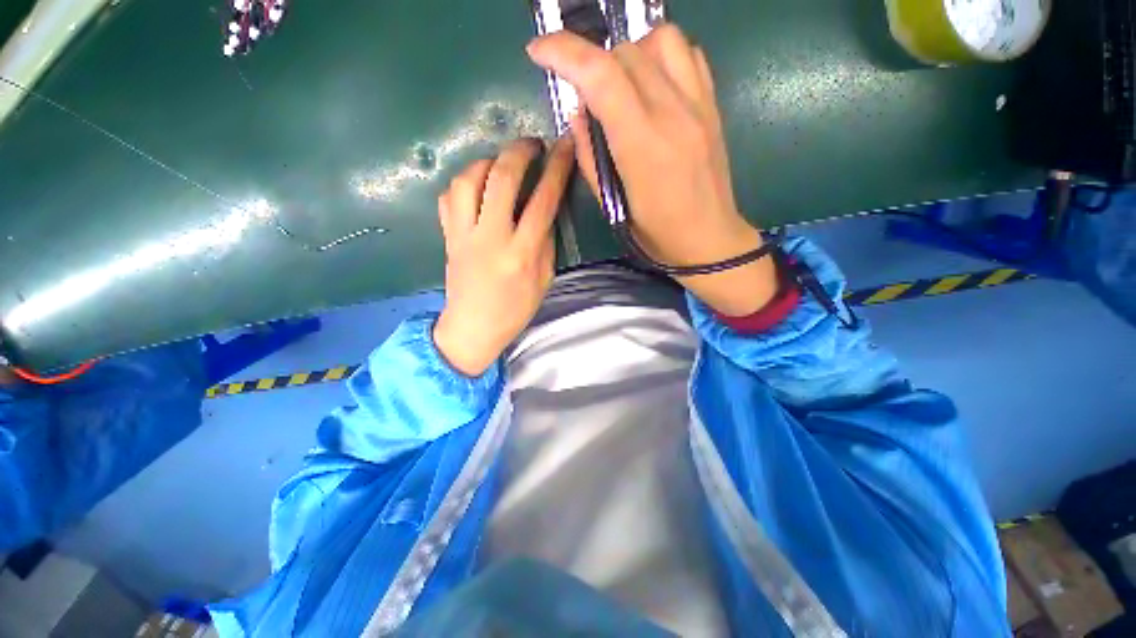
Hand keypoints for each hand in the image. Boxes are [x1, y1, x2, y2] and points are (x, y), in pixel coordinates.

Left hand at [433, 137, 573, 376]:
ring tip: (502, 162)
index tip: (565, 145)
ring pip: (467, 180)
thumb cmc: (515, 310)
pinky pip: (448, 197)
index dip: (557, 168)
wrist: (473, 328)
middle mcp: (491, 237)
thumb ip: (546, 243)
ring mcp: (463, 235)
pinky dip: (463, 182)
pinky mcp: (447, 236)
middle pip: (501, 178)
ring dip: (487, 161)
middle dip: (519, 151)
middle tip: (532, 145)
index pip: (543, 200)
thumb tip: (546, 210)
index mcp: (522, 253)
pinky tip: (476, 185)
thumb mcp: (544, 280)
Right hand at [528, 25, 778, 316]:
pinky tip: (653, 86)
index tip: (539, 51)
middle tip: (588, 97)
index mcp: (642, 145)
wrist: (709, 240)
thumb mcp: (612, 206)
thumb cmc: (656, 234)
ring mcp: (699, 104)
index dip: (563, 52)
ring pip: (661, 39)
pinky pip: (688, 55)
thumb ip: (590, 156)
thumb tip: (579, 112)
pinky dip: (662, 57)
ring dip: (631, 53)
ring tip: (622, 87)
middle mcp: (673, 112)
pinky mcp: (713, 105)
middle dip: (594, 64)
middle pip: (626, 52)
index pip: (600, 75)